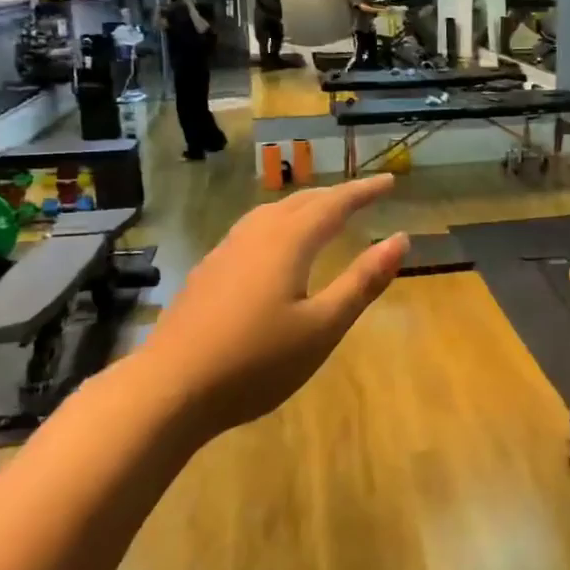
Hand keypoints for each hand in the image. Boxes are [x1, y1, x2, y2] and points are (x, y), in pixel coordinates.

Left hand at [151, 176, 407, 433]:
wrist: (169, 389)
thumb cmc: (256, 361)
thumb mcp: (323, 327)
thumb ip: (362, 282)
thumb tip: (400, 239)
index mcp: (288, 242)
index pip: (335, 204)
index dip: (364, 191)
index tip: (389, 180)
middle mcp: (256, 235)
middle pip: (302, 202)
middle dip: (336, 195)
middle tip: (363, 195)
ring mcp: (226, 251)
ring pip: (272, 212)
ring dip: (304, 206)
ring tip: (323, 213)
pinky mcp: (208, 271)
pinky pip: (252, 229)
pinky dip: (279, 223)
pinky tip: (274, 246)